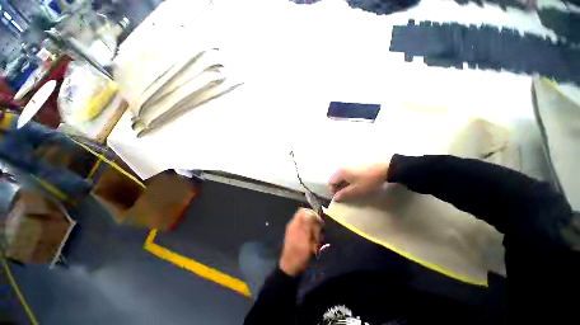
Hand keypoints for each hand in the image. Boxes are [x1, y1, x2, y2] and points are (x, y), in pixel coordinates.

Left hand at [279, 208, 321, 275]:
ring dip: (315, 234)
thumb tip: (310, 211)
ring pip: (310, 227)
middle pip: (308, 219)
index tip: (319, 222)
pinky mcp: (301, 239)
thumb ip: (306, 224)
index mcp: (295, 224)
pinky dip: (313, 239)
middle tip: (318, 235)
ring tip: (316, 243)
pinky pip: (309, 235)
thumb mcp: (304, 238)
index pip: (303, 211)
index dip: (312, 214)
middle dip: (315, 226)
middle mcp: (296, 226)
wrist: (291, 268)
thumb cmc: (298, 253)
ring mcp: (298, 233)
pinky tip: (314, 247)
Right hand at [328, 162, 389, 201]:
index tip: (339, 196)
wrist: (384, 168)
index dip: (332, 190)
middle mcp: (342, 166)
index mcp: (340, 172)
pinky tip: (355, 181)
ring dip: (342, 182)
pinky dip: (347, 178)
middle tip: (345, 193)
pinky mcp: (354, 163)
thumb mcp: (356, 190)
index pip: (330, 182)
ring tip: (351, 188)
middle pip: (335, 177)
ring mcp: (348, 164)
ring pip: (341, 175)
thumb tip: (335, 198)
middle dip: (337, 186)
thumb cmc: (368, 180)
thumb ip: (344, 194)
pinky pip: (346, 171)